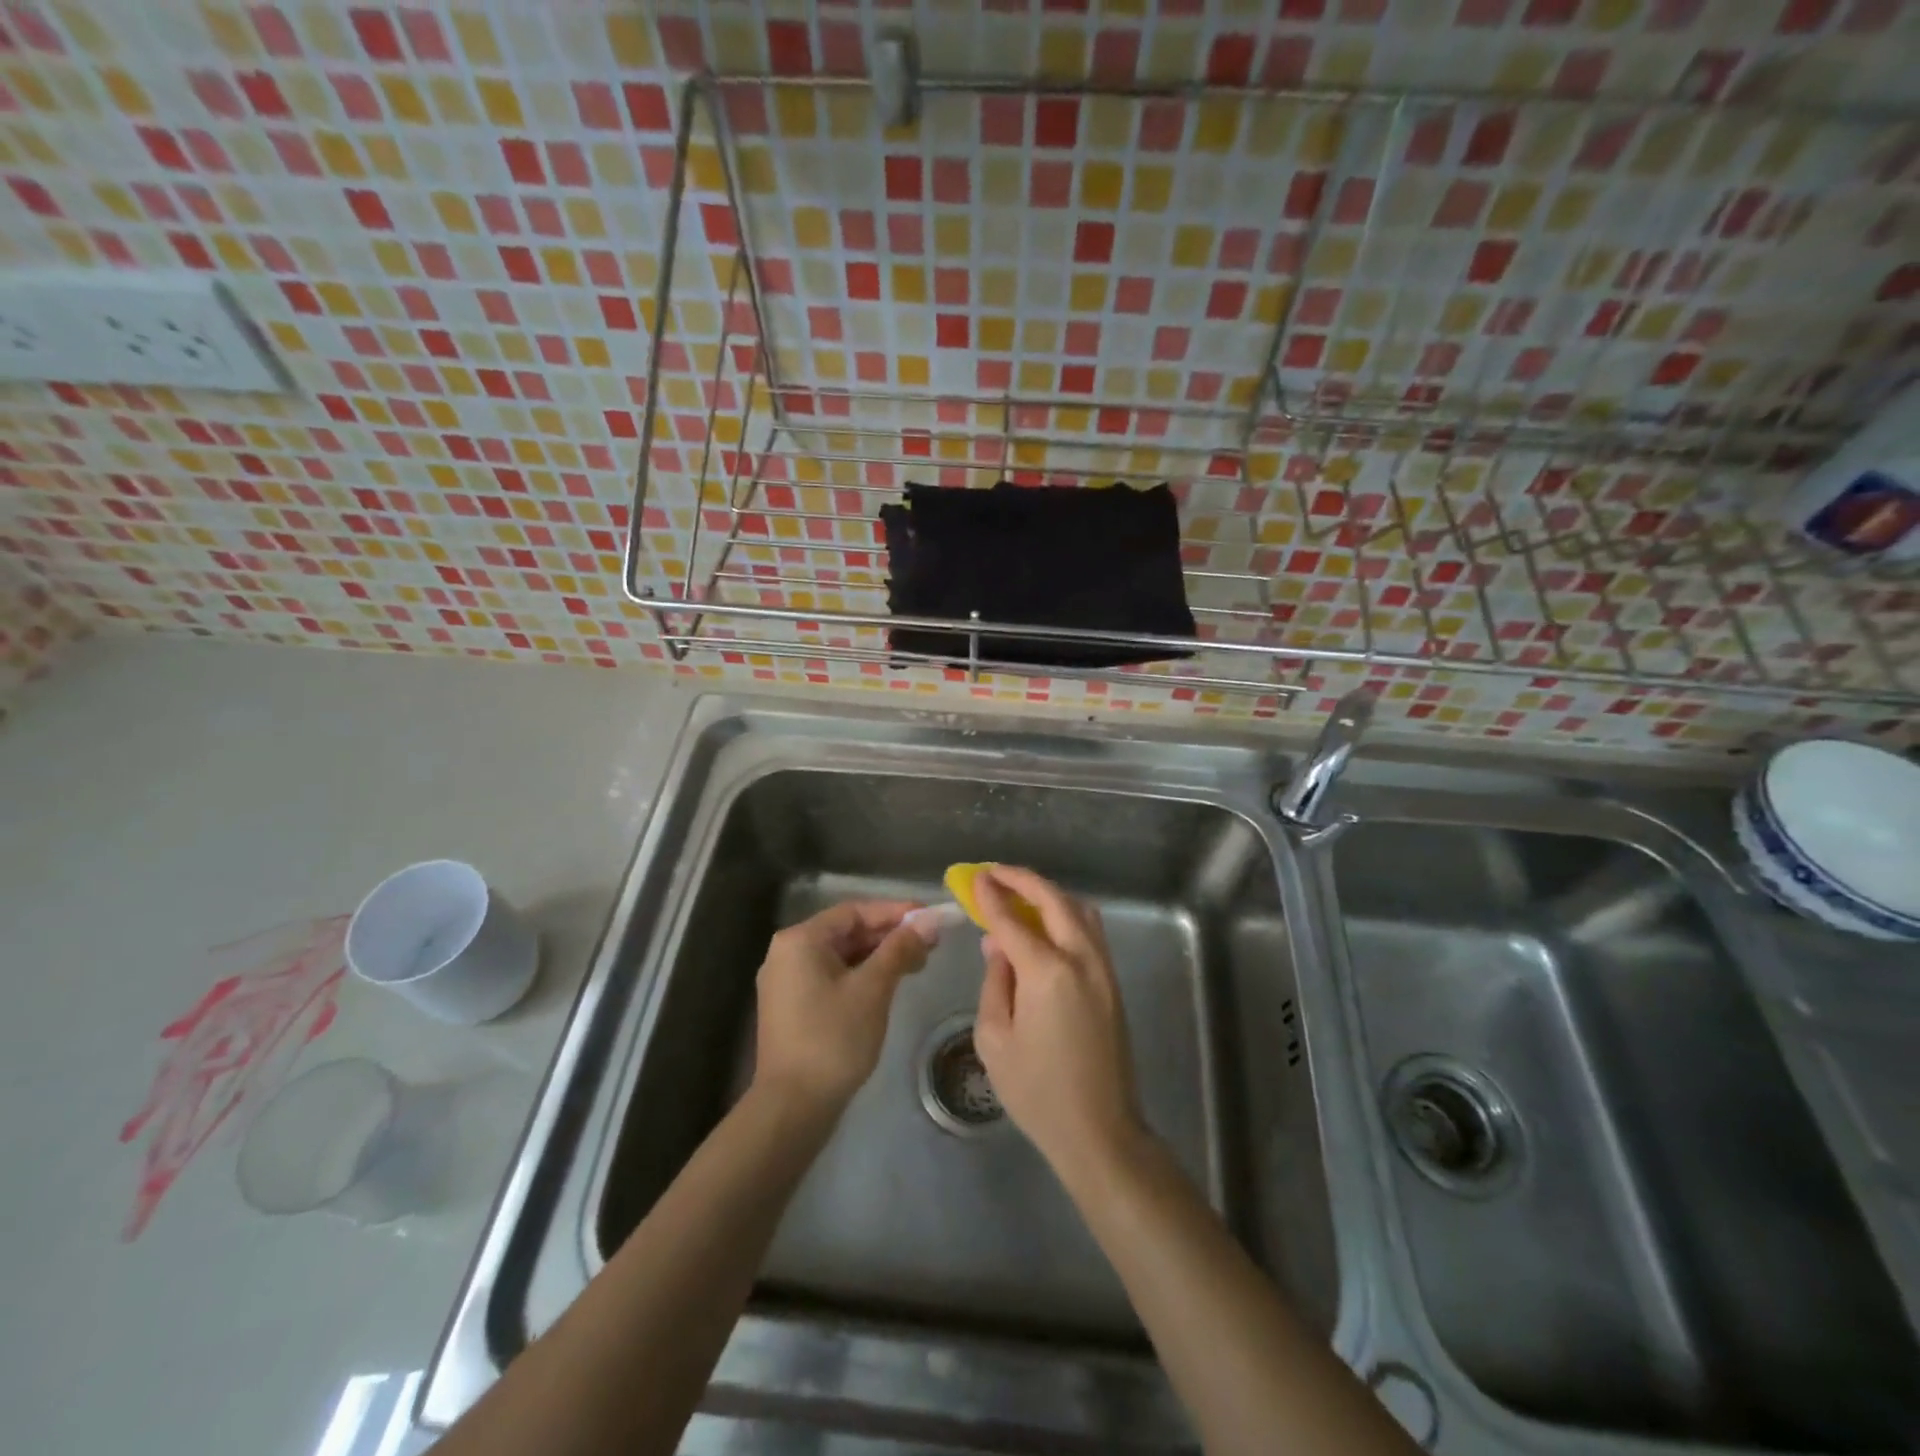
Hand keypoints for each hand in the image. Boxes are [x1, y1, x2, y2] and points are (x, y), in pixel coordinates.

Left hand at [753, 900, 931, 1113]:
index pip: (854, 911)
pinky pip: (832, 976)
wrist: (793, 1107)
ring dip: (878, 956)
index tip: (930, 917)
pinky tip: (889, 984)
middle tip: (930, 944)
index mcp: (800, 940)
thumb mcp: (873, 989)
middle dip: (889, 936)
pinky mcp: (792, 1006)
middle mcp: (787, 952)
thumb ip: (900, 949)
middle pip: (847, 932)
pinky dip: (861, 975)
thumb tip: (928, 920)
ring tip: (917, 964)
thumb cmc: (833, 1039)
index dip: (895, 912)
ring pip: (841, 956)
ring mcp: (786, 981)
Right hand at [971, 866, 1146, 1181]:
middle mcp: (1081, 959)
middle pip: (1053, 900)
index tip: (975, 877)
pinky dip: (1066, 913)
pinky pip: (1089, 929)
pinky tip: (1045, 922)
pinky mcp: (1112, 981)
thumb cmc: (1037, 1091)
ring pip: (1078, 910)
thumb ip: (995, 981)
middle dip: (1023, 880)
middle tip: (995, 873)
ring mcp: (1103, 968)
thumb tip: (998, 945)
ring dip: (1048, 893)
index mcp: (1047, 972)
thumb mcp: (994, 1038)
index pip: (1013, 920)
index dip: (992, 896)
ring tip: (1019, 893)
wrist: (1099, 1130)